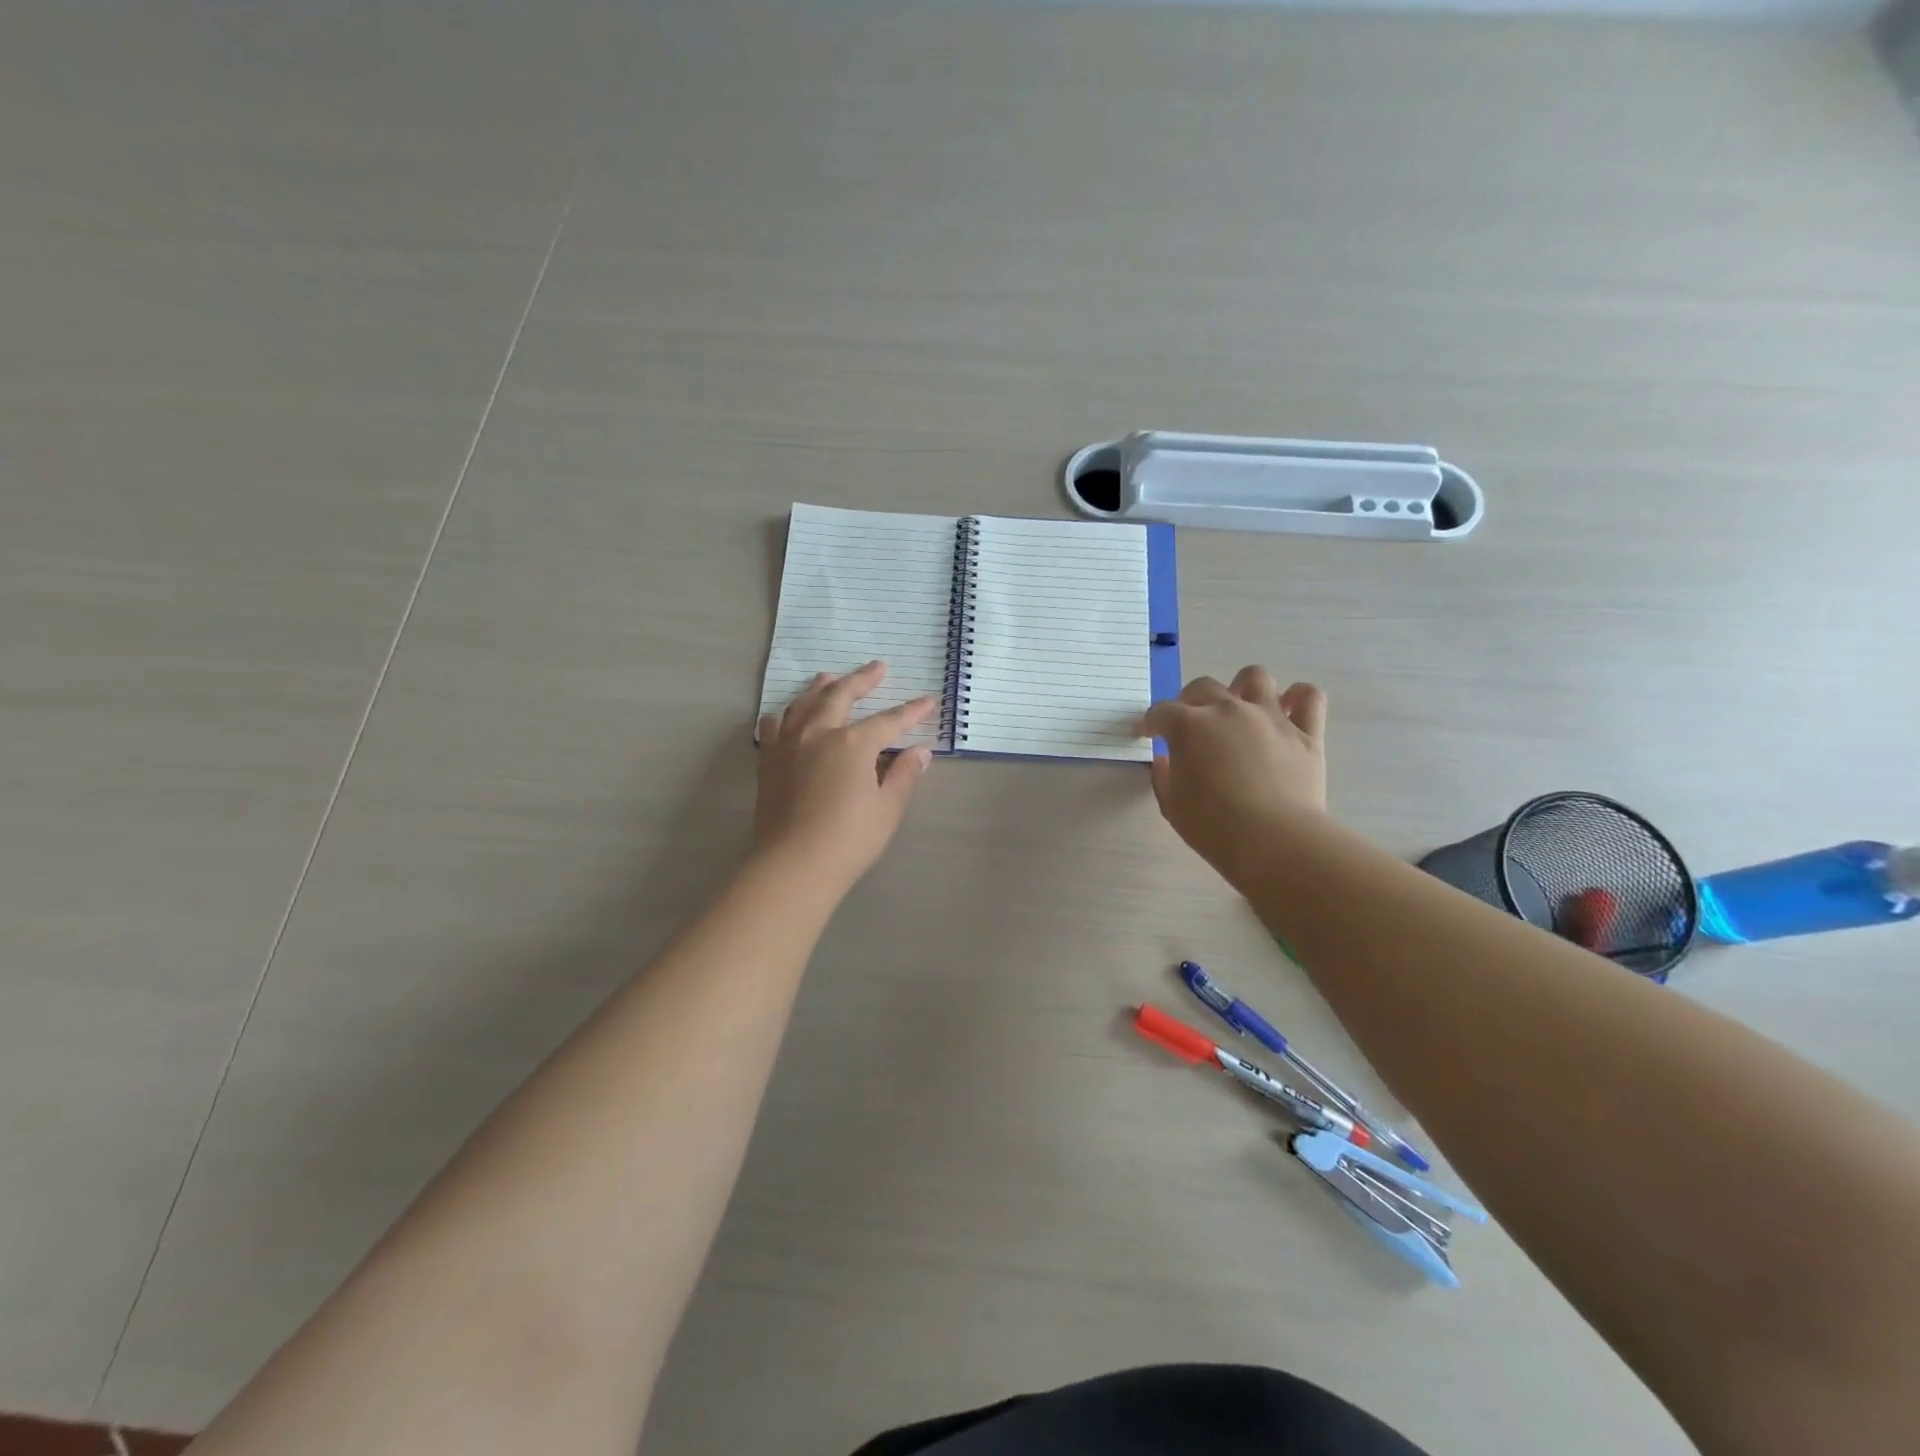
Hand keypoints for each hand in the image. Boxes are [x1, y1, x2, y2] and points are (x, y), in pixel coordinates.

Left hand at [754, 661, 936, 892]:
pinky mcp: (769, 761)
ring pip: (804, 704)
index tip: (929, 700)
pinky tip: (786, 715)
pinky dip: (784, 716)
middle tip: (877, 667)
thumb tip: (920, 752)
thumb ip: (903, 775)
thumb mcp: (887, 809)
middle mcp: (819, 733)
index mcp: (853, 743)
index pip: (889, 720)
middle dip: (862, 679)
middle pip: (841, 695)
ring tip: (828, 677)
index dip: (912, 711)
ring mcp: (789, 745)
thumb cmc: (849, 840)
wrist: (793, 865)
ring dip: (820, 688)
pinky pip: (774, 727)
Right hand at [1141, 667, 1327, 880]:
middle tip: (1189, 724)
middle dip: (1189, 701)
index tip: (1147, 734)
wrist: (1274, 841)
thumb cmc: (1213, 827)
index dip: (1150, 722)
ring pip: (1255, 677)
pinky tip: (1290, 709)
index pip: (1161, 712)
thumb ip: (1164, 776)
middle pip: (1203, 687)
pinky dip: (1299, 697)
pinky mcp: (1305, 733)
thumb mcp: (1172, 805)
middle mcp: (1228, 710)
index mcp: (1189, 726)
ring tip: (1239, 707)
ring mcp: (1270, 717)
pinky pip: (1309, 697)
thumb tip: (1165, 759)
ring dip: (1242, 687)